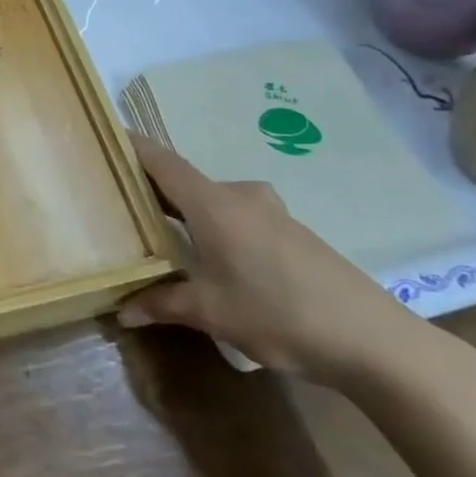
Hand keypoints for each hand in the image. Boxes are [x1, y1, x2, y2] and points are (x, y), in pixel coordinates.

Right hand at [117, 135, 433, 384]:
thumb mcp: (211, 313)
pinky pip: (235, 216)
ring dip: (183, 211)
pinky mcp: (290, 232)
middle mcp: (239, 196)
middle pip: (183, 180)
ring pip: (211, 200)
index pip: (161, 161)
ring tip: (155, 231)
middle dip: (150, 188)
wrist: (374, 340)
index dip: (130, 146)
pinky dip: (211, 225)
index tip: (101, 136)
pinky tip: (206, 256)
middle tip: (116, 201)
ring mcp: (269, 212)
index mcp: (213, 204)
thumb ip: (161, 304)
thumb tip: (121, 311)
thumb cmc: (279, 314)